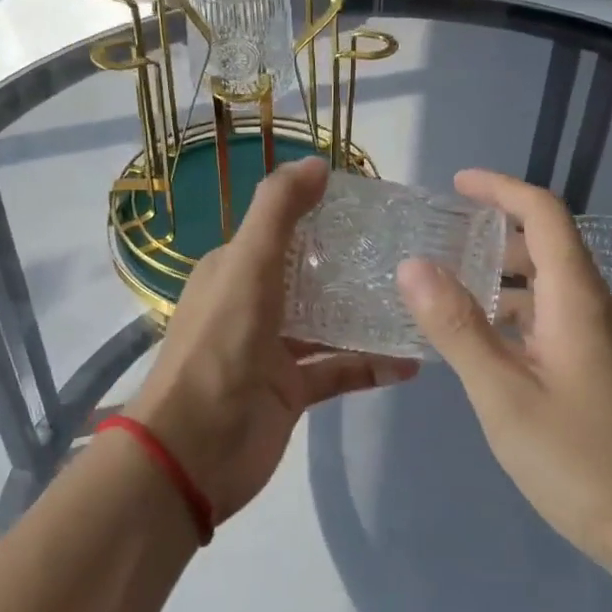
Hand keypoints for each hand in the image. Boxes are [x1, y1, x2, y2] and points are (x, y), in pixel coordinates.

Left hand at [127, 156, 416, 524]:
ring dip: (364, 314)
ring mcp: (272, 351)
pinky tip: (410, 360)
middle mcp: (252, 304)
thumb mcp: (247, 263)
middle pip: (308, 276)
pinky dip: (369, 365)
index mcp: (234, 270)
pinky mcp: (290, 393)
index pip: (281, 230)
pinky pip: (337, 370)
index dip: (319, 214)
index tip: (372, 208)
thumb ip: (278, 210)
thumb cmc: (221, 344)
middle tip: (407, 252)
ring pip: (327, 324)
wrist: (195, 447)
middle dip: (350, 265)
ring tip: (416, 300)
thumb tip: (317, 163)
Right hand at [395, 170, 611, 585]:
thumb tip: (413, 264)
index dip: (500, 188)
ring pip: (555, 290)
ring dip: (506, 281)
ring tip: (452, 296)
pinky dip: (522, 317)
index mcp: (579, 300)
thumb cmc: (586, 464)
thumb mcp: (504, 396)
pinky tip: (493, 351)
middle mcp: (602, 310)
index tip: (456, 184)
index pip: (544, 214)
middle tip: (442, 243)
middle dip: (496, 235)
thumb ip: (457, 327)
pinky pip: (562, 323)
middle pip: (550, 248)